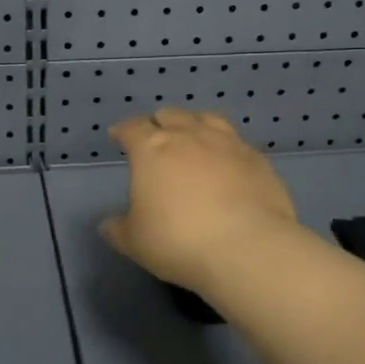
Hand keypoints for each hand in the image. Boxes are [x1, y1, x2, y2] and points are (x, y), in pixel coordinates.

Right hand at [100, 108, 299, 295]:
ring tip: (193, 138)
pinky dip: (225, 147)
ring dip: (194, 124)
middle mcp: (189, 136)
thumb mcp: (135, 242)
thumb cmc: (178, 241)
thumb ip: (118, 229)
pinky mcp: (257, 159)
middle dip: (159, 123)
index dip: (123, 131)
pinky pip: (236, 142)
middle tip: (155, 139)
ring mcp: (227, 143)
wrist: (247, 248)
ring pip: (206, 118)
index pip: (132, 128)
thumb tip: (108, 224)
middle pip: (170, 115)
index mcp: (152, 149)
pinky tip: (226, 163)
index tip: (118, 136)